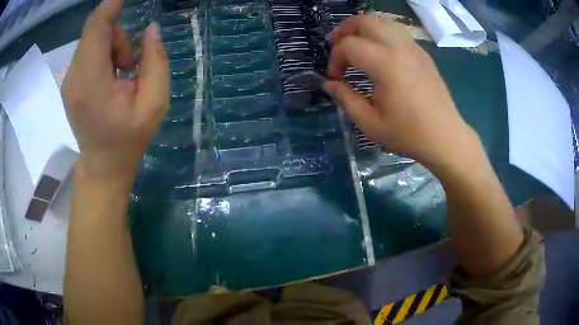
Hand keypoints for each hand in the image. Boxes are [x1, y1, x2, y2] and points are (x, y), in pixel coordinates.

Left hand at [62, 0, 168, 180]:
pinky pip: (87, 49)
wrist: (102, 165)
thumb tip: (150, 30)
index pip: (96, 27)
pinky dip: (102, 51)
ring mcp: (69, 79)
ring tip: (121, 71)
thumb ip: (155, 62)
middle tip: (129, 61)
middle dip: (117, 32)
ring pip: (91, 37)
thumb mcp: (154, 103)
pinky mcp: (70, 81)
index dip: (110, 6)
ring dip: (111, 43)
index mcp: (91, 81)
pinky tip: (110, 74)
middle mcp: (74, 75)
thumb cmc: (128, 139)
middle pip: (95, 29)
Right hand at [324, 13, 478, 172]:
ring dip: (363, 27)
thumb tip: (330, 85)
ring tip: (356, 43)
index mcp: (386, 65)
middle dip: (345, 29)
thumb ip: (346, 99)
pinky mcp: (422, 53)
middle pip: (365, 20)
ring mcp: (414, 48)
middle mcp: (400, 48)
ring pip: (382, 21)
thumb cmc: (408, 134)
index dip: (335, 59)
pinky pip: (397, 31)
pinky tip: (378, 51)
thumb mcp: (371, 123)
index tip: (335, 78)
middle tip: (336, 45)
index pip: (349, 45)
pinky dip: (381, 33)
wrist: (445, 137)